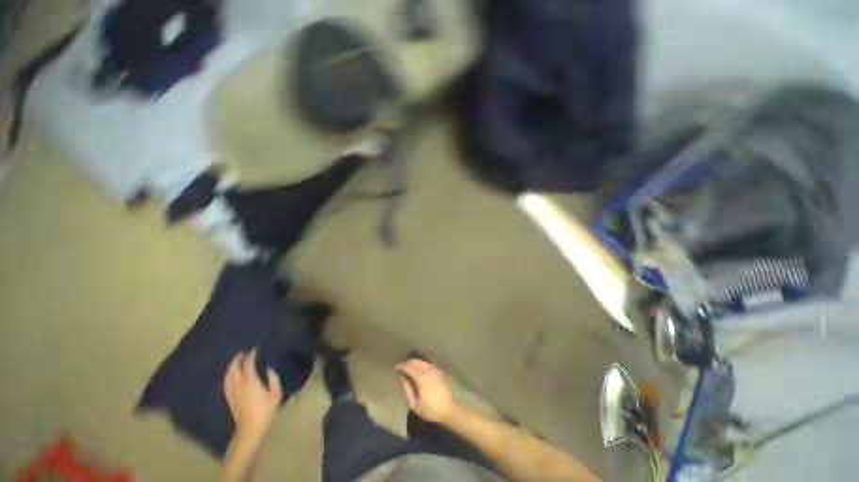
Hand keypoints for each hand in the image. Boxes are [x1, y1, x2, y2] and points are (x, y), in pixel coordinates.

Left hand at [223, 349, 282, 438]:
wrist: (251, 428)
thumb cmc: (266, 410)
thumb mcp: (275, 393)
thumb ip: (273, 379)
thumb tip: (269, 369)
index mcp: (250, 381)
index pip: (248, 364)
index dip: (251, 355)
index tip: (255, 349)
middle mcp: (239, 384)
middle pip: (234, 368)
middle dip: (238, 358)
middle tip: (243, 352)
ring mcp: (232, 391)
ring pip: (228, 374)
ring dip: (231, 365)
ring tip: (236, 360)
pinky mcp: (229, 398)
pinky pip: (226, 382)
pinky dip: (228, 375)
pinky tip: (230, 374)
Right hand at [395, 359, 457, 422]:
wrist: (449, 410)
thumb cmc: (430, 410)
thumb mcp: (414, 404)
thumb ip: (407, 389)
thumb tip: (401, 378)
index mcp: (421, 377)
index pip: (409, 367)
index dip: (401, 366)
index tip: (395, 368)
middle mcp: (428, 370)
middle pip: (415, 361)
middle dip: (407, 363)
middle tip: (401, 369)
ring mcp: (435, 369)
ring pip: (422, 361)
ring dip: (414, 363)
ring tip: (408, 369)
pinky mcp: (439, 371)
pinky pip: (427, 364)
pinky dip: (421, 365)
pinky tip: (418, 371)